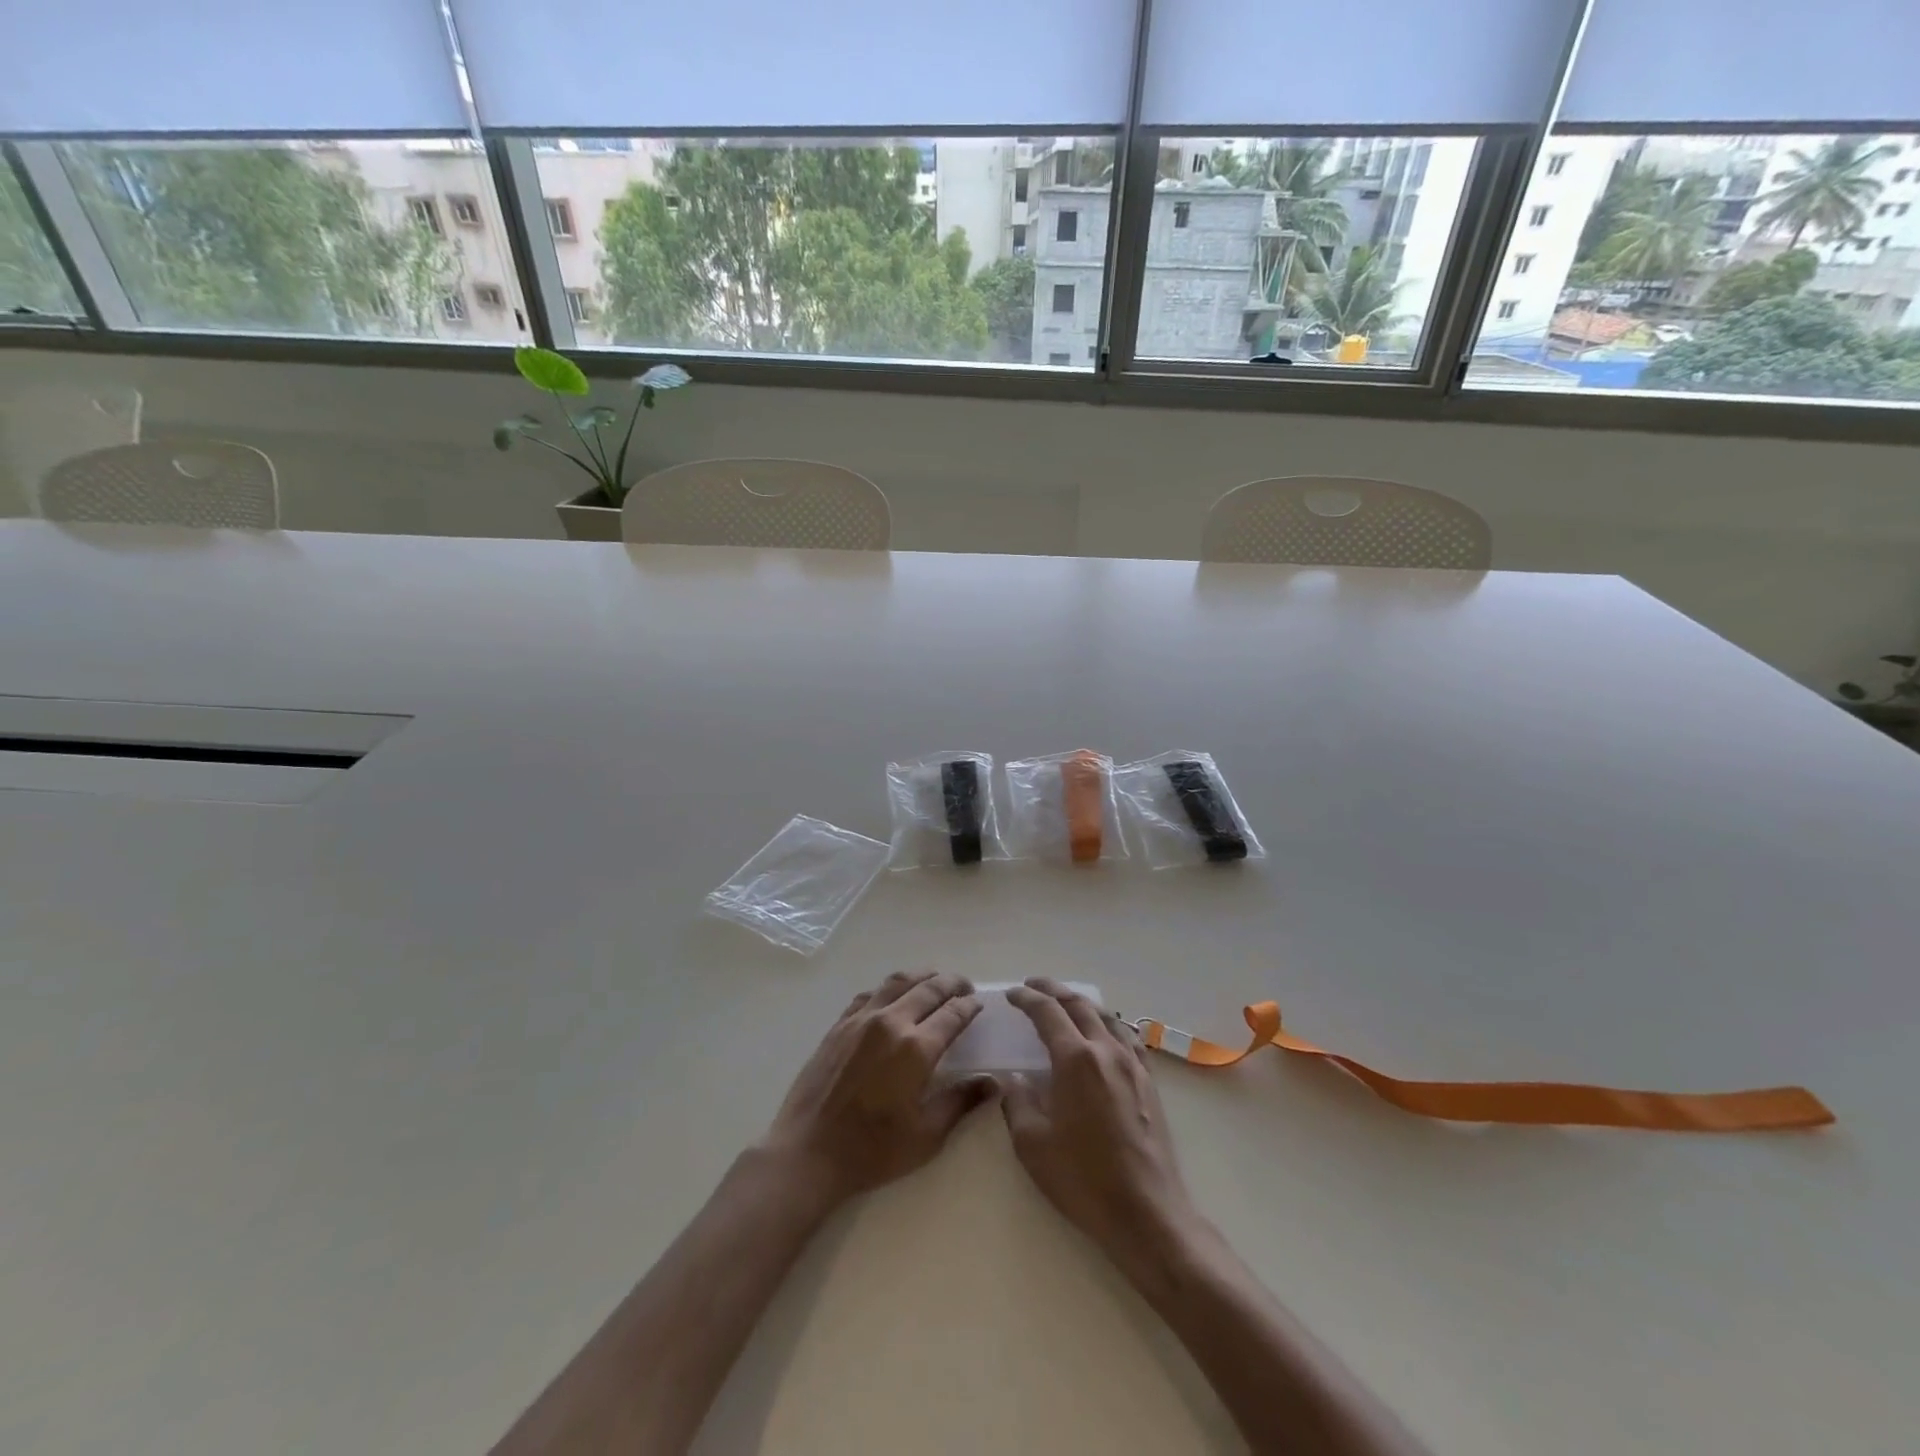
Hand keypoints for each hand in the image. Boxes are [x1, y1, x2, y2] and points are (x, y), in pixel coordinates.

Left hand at [760, 970, 995, 1210]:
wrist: (809, 1152)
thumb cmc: (872, 1150)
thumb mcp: (926, 1136)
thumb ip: (961, 1102)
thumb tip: (993, 1083)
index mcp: (916, 1048)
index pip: (952, 1014)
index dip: (969, 1006)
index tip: (979, 1004)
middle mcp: (891, 1023)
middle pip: (928, 988)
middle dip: (951, 983)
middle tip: (965, 986)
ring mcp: (861, 1019)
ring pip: (898, 982)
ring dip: (922, 977)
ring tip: (934, 981)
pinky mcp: (839, 1025)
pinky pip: (870, 994)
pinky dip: (889, 989)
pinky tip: (893, 998)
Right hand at [1002, 978, 1197, 1266]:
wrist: (1145, 1212)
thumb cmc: (1083, 1179)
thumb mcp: (1032, 1144)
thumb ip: (1017, 1102)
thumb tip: (1014, 1079)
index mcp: (1075, 1059)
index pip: (1047, 1013)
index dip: (1027, 999)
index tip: (1011, 994)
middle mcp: (1106, 1050)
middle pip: (1078, 1005)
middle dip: (1053, 990)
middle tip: (1033, 985)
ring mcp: (1132, 1064)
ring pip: (1106, 1017)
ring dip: (1081, 1003)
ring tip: (1065, 1003)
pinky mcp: (1149, 1082)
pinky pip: (1128, 1038)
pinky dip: (1109, 1024)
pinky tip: (1105, 1034)